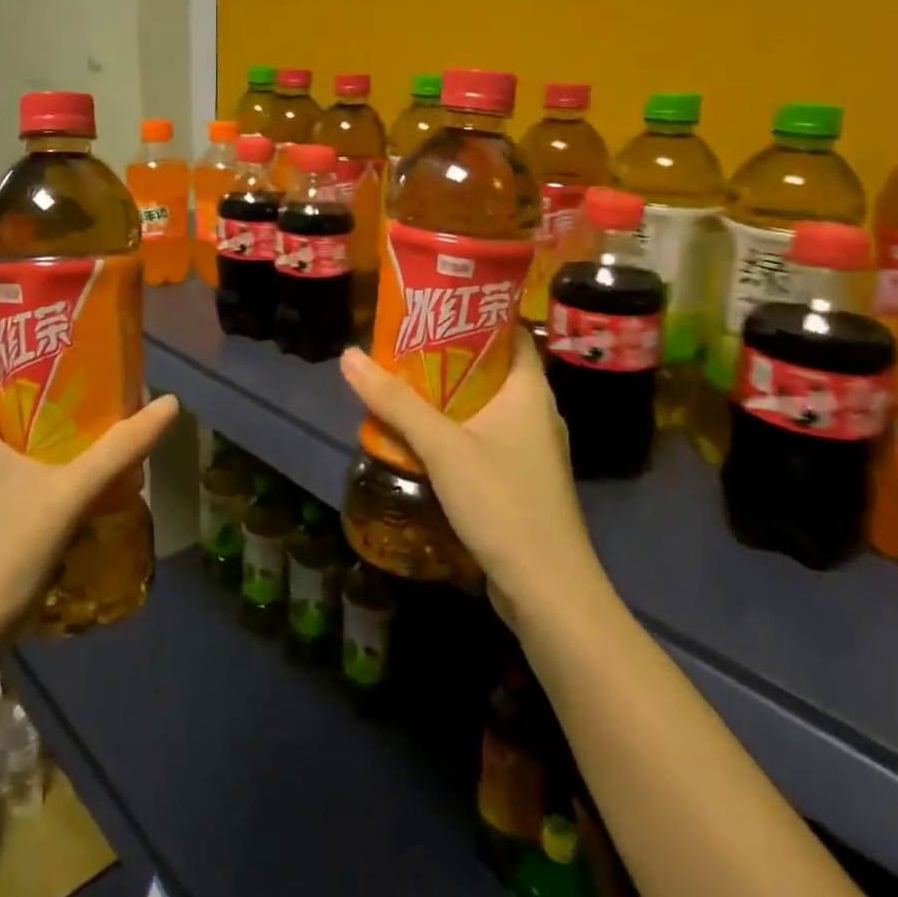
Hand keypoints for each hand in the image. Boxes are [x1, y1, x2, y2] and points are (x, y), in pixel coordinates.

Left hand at [0, 350, 179, 657]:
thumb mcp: (69, 496)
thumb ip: (120, 449)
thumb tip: (170, 404)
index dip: (19, 343)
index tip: (65, 343)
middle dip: (39, 386)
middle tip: (89, 383)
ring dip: (33, 426)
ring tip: (84, 425)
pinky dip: (21, 457)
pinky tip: (58, 477)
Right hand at [339, 336, 597, 620]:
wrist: (548, 590)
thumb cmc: (503, 501)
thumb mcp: (442, 446)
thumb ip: (396, 402)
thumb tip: (349, 356)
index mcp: (530, 390)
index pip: (510, 332)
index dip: (475, 314)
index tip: (433, 306)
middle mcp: (536, 412)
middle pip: (491, 368)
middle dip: (448, 356)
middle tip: (403, 344)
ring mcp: (531, 449)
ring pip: (485, 406)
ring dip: (447, 396)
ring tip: (402, 384)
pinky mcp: (521, 480)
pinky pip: (484, 438)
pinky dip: (455, 430)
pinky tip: (421, 437)